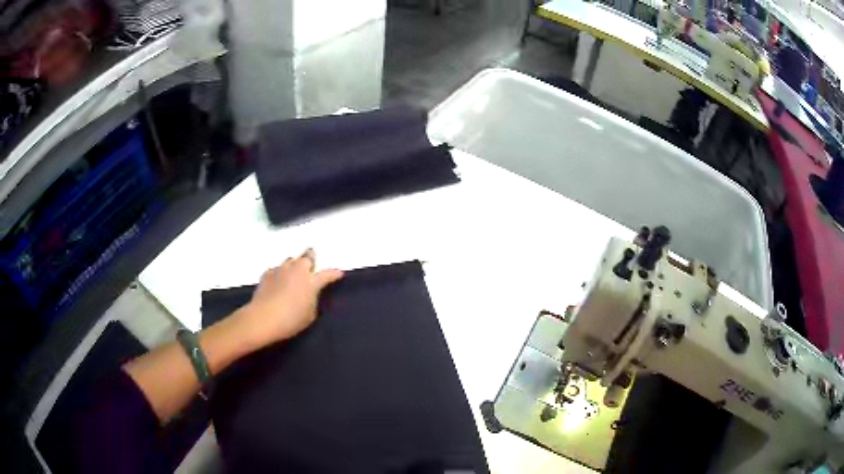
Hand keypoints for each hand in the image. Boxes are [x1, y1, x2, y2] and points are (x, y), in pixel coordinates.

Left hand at [234, 249, 343, 349]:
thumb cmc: (291, 320)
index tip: (339, 273)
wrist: (263, 318)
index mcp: (311, 282)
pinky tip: (278, 280)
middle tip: (312, 259)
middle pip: (306, 257)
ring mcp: (281, 270)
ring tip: (294, 271)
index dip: (334, 274)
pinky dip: (280, 272)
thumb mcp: (310, 315)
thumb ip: (312, 301)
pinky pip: (277, 269)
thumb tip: (309, 294)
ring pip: (290, 260)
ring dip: (294, 263)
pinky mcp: (267, 274)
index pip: (326, 275)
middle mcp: (297, 271)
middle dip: (311, 257)